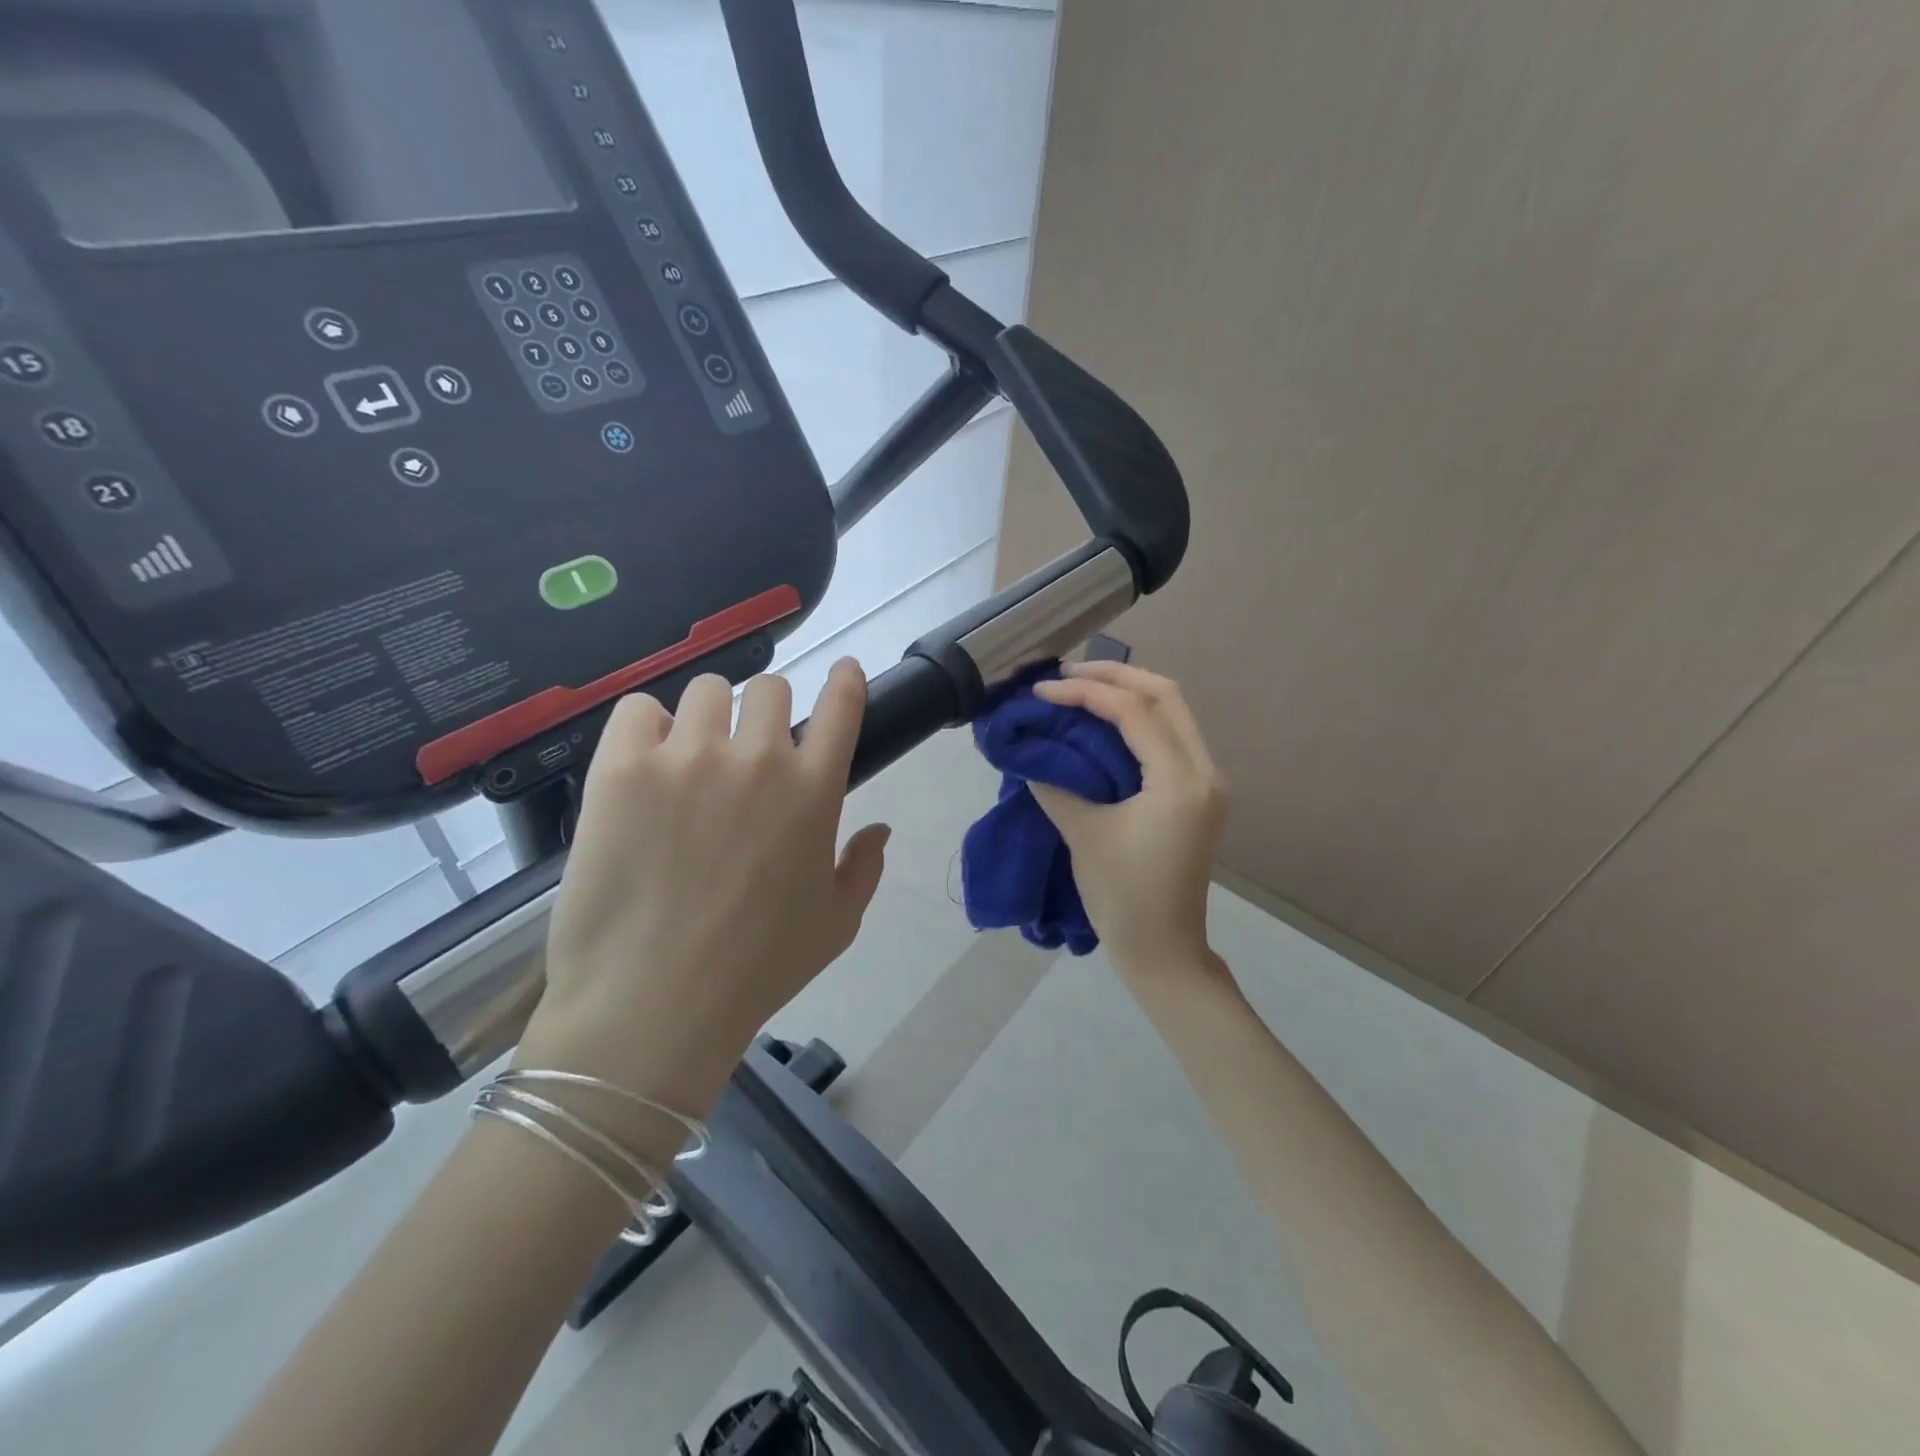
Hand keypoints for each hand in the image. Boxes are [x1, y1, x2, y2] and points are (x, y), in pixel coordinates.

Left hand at [518, 661, 890, 1113]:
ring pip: (707, 690)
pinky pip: (639, 709)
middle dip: (766, 710)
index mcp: (814, 791)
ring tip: (690, 756)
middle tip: (746, 747)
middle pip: (770, 687)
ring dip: (707, 716)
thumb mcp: (836, 925)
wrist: (653, 1005)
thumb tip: (880, 829)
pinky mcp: (623, 767)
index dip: (844, 681)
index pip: (841, 705)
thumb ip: (865, 868)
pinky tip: (644, 764)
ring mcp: (688, 757)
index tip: (841, 673)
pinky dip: (647, 727)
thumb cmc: (757, 970)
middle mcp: (758, 759)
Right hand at [1030, 662, 1227, 981]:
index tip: (1042, 692)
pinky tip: (1104, 722)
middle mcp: (1205, 771)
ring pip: (1173, 712)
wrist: (1163, 950)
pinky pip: (1171, 736)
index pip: (1134, 712)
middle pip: (1165, 695)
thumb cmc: (1123, 897)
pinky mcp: (1198, 794)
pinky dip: (1138, 719)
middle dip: (1114, 676)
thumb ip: (1056, 784)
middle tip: (1066, 675)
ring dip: (1128, 693)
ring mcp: (1207, 782)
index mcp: (1181, 781)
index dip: (1085, 693)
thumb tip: (1031, 753)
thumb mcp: (1084, 835)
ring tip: (1081, 689)